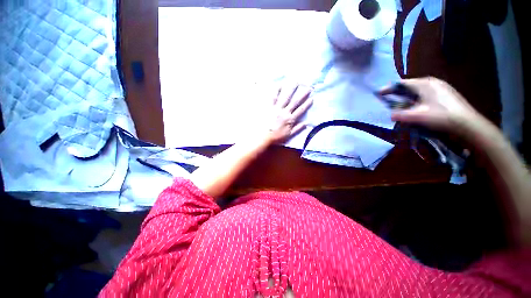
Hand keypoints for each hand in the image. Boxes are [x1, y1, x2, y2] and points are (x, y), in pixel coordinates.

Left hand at [262, 83, 312, 143]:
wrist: (264, 136)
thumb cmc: (277, 137)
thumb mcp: (289, 135)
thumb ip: (298, 129)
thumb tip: (306, 123)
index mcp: (290, 119)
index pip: (300, 110)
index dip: (307, 104)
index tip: (312, 98)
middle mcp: (285, 112)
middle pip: (295, 102)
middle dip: (302, 94)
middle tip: (308, 87)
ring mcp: (277, 109)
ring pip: (285, 98)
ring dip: (291, 90)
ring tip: (295, 82)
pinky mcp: (270, 107)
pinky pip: (273, 98)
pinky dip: (276, 91)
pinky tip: (279, 85)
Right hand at [379, 77, 481, 133]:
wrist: (467, 123)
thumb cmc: (441, 116)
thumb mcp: (418, 116)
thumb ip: (401, 115)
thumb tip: (390, 115)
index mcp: (425, 84)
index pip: (402, 83)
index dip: (389, 88)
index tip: (379, 93)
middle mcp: (432, 82)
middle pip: (410, 85)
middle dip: (398, 91)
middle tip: (388, 98)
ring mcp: (440, 87)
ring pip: (418, 89)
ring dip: (407, 95)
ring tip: (400, 102)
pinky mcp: (445, 94)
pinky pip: (425, 93)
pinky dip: (416, 98)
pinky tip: (416, 105)